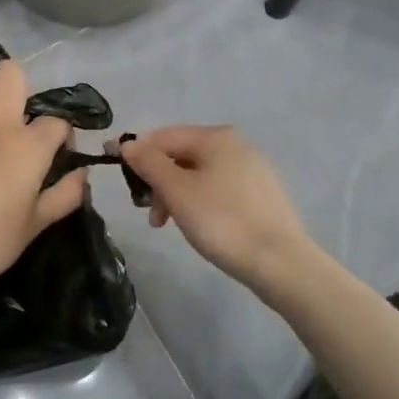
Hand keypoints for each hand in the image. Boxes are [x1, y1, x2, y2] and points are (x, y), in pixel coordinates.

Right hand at [117, 126, 309, 291]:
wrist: (280, 262)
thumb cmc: (222, 221)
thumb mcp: (177, 190)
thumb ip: (149, 162)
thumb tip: (128, 143)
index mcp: (216, 137)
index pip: (164, 136)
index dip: (137, 153)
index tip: (118, 178)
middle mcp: (237, 145)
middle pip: (182, 155)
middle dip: (159, 181)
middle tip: (151, 215)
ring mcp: (253, 170)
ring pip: (200, 174)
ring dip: (177, 195)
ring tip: (170, 225)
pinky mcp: (262, 195)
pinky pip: (219, 189)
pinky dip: (200, 202)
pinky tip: (200, 225)